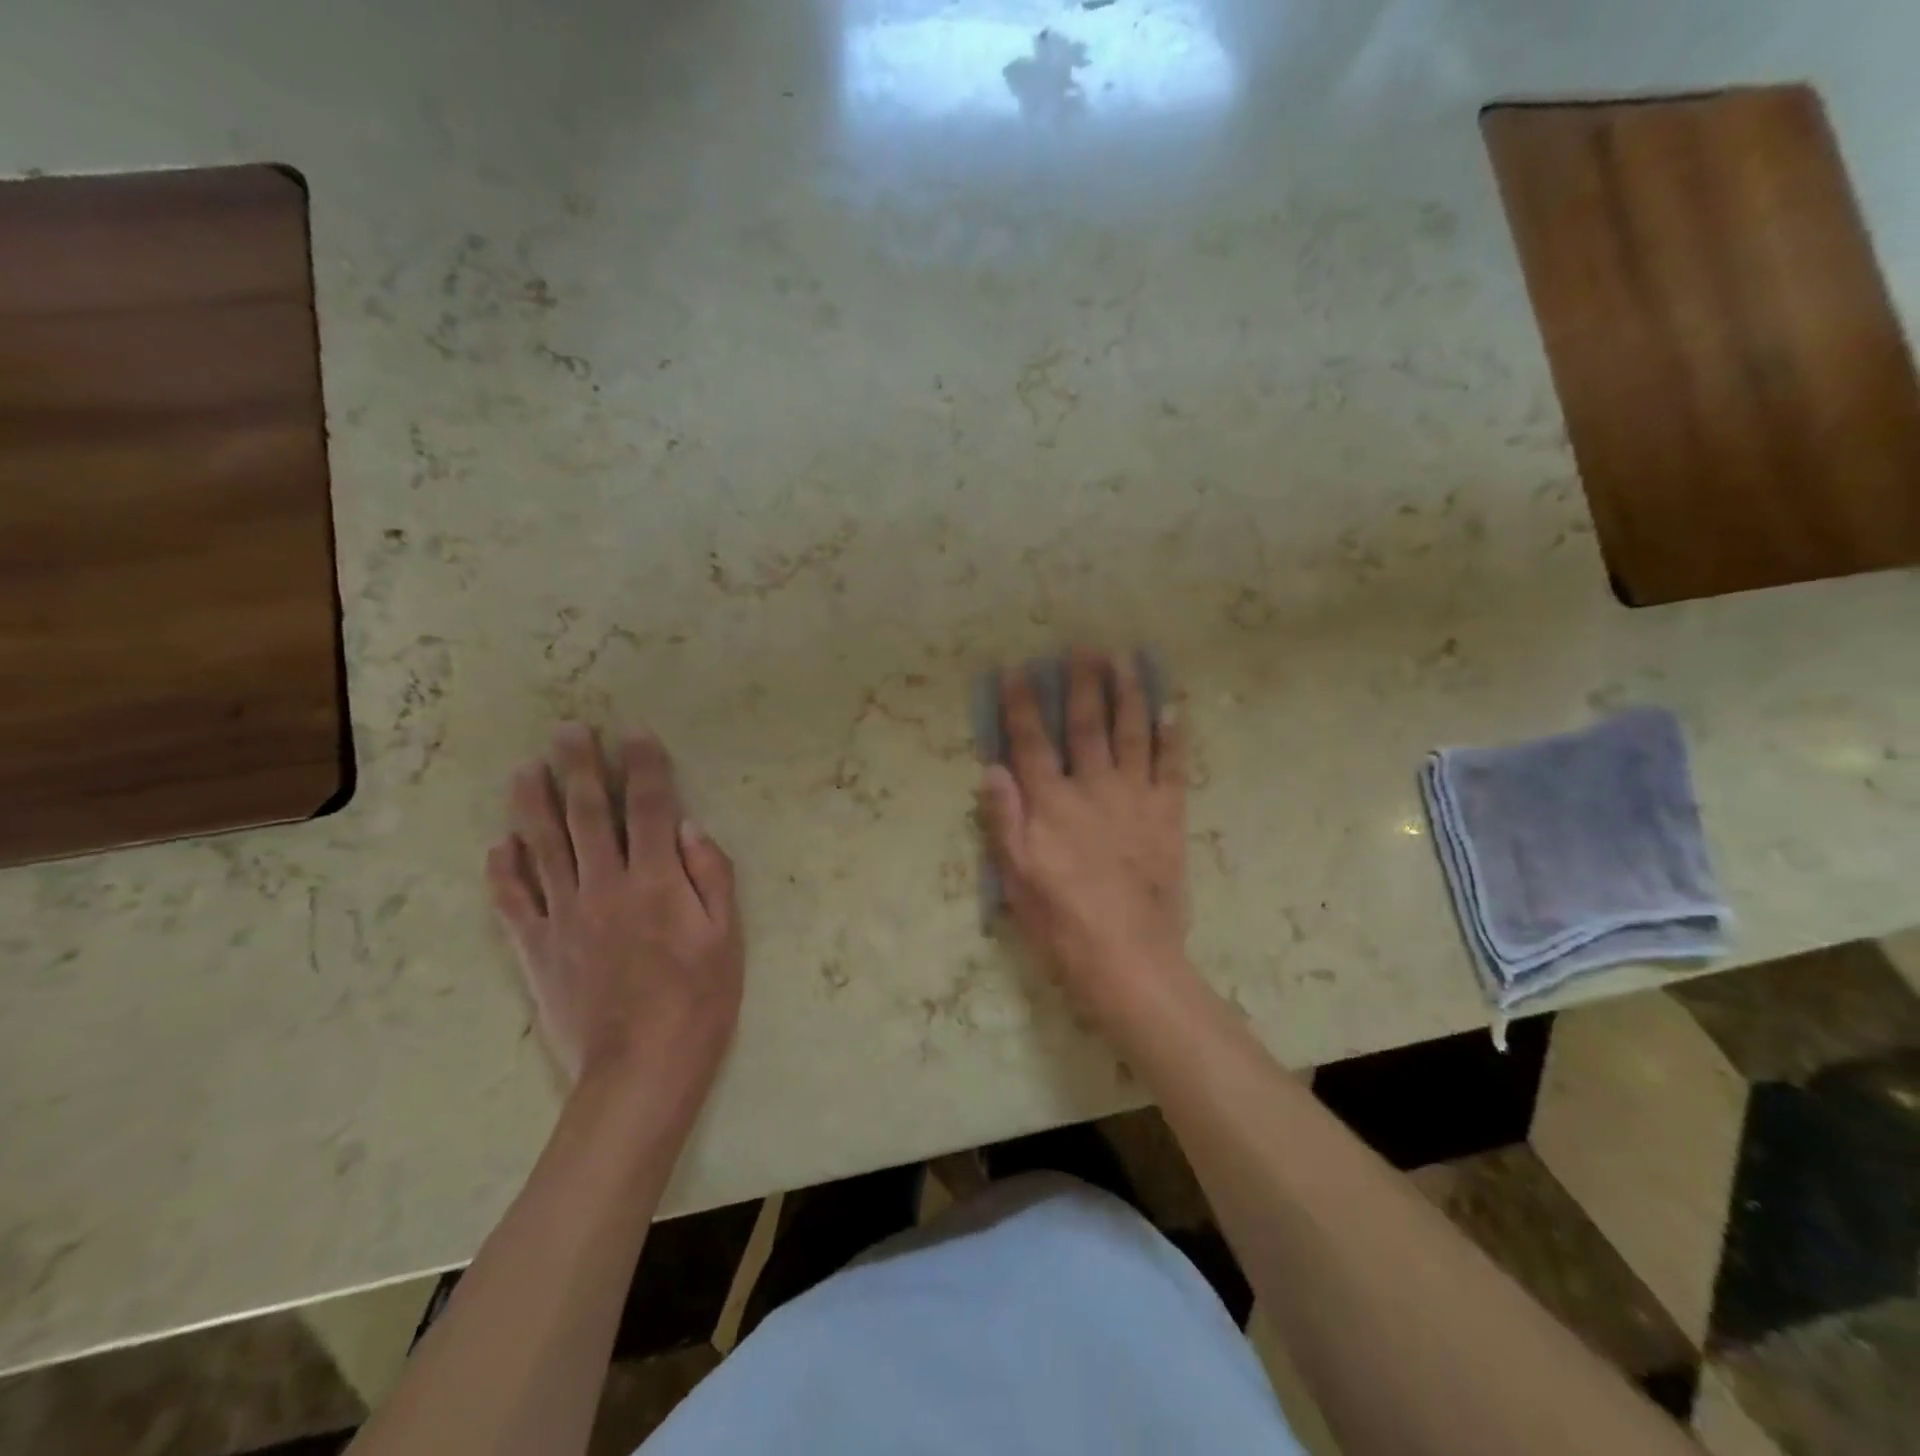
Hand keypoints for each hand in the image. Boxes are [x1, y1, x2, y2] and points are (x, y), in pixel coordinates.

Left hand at [487, 724, 743, 1110]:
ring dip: (533, 803)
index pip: (651, 807)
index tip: (634, 732)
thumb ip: (712, 876)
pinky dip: (503, 870)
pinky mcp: (536, 949)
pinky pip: (513, 901)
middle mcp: (605, 885)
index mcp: (657, 880)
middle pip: (589, 814)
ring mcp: (564, 916)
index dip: (645, 766)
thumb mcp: (728, 937)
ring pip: (542, 846)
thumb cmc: (698, 1001)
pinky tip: (498, 844)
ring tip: (526, 769)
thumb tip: (692, 827)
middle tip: (567, 730)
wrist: (640, 1070)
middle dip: (580, 767)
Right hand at [977, 650, 1190, 1029]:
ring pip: (1131, 734)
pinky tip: (1172, 709)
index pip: (1030, 742)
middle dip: (1082, 684)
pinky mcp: (1169, 815)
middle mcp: (1093, 788)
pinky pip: (1173, 767)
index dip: (1021, 704)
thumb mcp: (1015, 878)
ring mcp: (1135, 798)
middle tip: (1082, 647)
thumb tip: (992, 768)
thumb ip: (1004, 820)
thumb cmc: (1061, 922)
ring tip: (1126, 659)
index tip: (1016, 670)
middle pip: (1086, 725)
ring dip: (1128, 693)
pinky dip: (1173, 736)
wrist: (1127, 956)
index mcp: (1051, 804)